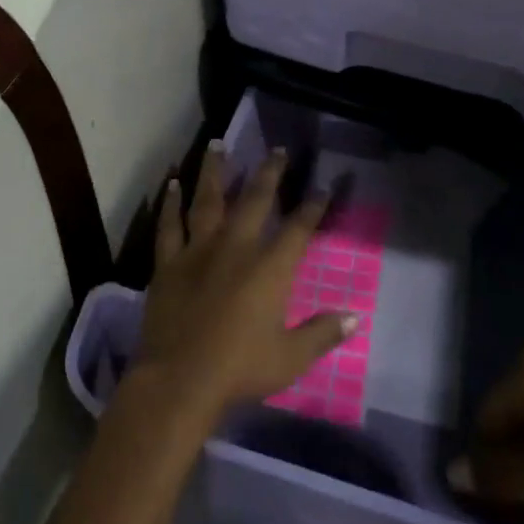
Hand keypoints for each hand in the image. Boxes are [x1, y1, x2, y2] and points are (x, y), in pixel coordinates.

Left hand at [136, 142, 355, 426]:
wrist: (180, 379)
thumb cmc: (240, 369)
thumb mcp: (290, 358)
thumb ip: (321, 333)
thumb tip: (354, 316)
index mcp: (268, 268)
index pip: (298, 228)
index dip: (313, 206)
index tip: (322, 185)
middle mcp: (235, 247)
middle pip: (254, 200)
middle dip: (269, 173)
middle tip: (277, 149)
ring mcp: (198, 250)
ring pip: (207, 200)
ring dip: (214, 170)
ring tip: (217, 143)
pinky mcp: (169, 262)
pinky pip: (169, 225)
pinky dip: (170, 204)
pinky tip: (171, 184)